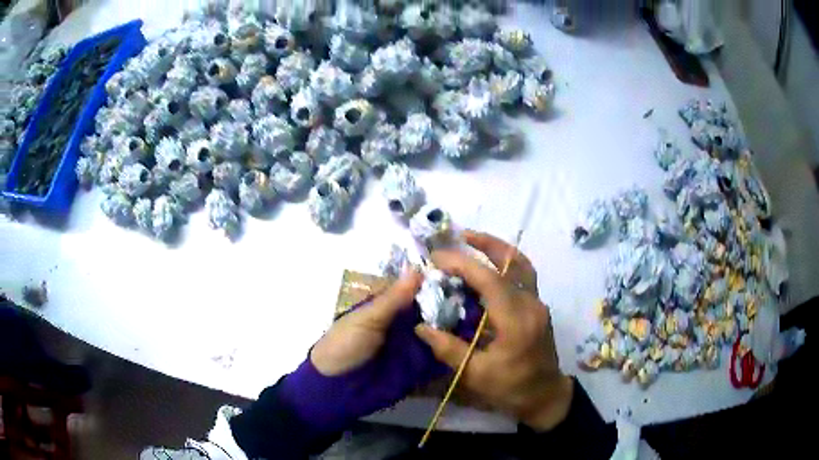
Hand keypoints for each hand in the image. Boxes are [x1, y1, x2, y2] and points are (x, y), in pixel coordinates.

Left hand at [280, 269, 480, 433]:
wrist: (336, 389)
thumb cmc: (344, 346)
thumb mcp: (366, 320)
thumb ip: (393, 299)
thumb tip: (418, 269)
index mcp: (391, 307)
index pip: (421, 290)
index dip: (441, 282)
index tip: (469, 273)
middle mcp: (407, 324)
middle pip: (436, 311)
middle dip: (458, 305)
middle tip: (487, 297)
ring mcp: (416, 347)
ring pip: (442, 333)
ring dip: (461, 328)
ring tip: (490, 318)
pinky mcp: (421, 369)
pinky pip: (440, 358)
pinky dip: (456, 352)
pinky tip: (479, 345)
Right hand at [415, 231, 573, 430]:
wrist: (545, 396)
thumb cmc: (511, 389)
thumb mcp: (476, 375)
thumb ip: (448, 349)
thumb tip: (421, 327)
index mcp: (516, 321)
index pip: (489, 279)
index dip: (462, 264)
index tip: (437, 259)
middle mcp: (532, 305)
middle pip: (512, 262)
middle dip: (485, 244)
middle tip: (461, 235)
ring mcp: (538, 304)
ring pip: (522, 265)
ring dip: (499, 250)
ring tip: (474, 243)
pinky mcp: (538, 308)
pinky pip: (523, 276)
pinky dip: (505, 265)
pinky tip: (488, 270)